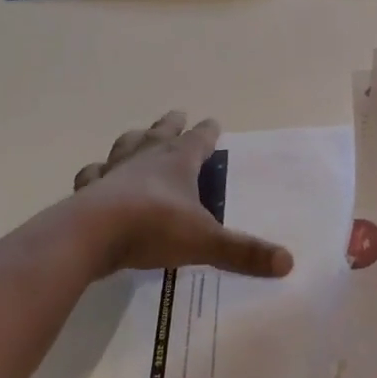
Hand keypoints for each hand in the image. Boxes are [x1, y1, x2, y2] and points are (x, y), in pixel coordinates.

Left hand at [71, 112, 293, 280]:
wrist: (91, 235)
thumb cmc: (153, 228)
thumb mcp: (205, 241)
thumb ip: (243, 252)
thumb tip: (288, 262)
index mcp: (178, 160)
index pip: (199, 138)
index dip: (208, 131)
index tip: (213, 122)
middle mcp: (146, 157)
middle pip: (162, 131)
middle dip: (172, 123)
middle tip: (178, 115)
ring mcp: (114, 170)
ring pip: (126, 145)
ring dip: (135, 140)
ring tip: (138, 137)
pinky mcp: (89, 189)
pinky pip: (93, 174)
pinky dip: (98, 173)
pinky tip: (98, 177)